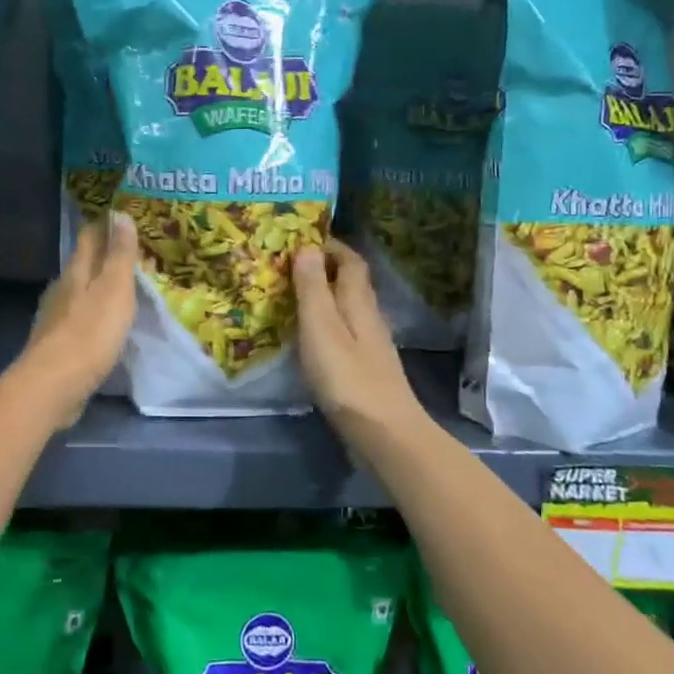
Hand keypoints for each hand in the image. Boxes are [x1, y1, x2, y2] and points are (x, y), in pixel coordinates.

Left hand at [17, 211, 138, 424]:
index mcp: (76, 272)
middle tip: (130, 251)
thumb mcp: (114, 289)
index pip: (89, 237)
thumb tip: (118, 212)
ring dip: (97, 286)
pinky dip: (92, 314)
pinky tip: (102, 323)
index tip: (121, 215)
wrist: (52, 387)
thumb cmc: (89, 334)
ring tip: (120, 287)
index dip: (104, 225)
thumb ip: (118, 254)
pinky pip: (78, 319)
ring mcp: (55, 319)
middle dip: (102, 255)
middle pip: (82, 264)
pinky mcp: (56, 346)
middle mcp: (61, 290)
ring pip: (79, 292)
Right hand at [293, 241, 423, 442]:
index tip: (301, 239)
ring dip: (324, 296)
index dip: (330, 246)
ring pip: (347, 307)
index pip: (350, 260)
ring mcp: (370, 345)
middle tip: (289, 266)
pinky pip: (344, 332)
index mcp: (358, 302)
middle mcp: (368, 317)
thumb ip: (312, 288)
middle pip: (351, 282)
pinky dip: (326, 323)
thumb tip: (306, 246)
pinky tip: (309, 337)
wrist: (385, 434)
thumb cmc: (348, 378)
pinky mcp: (365, 369)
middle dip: (324, 268)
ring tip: (292, 296)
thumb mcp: (321, 327)